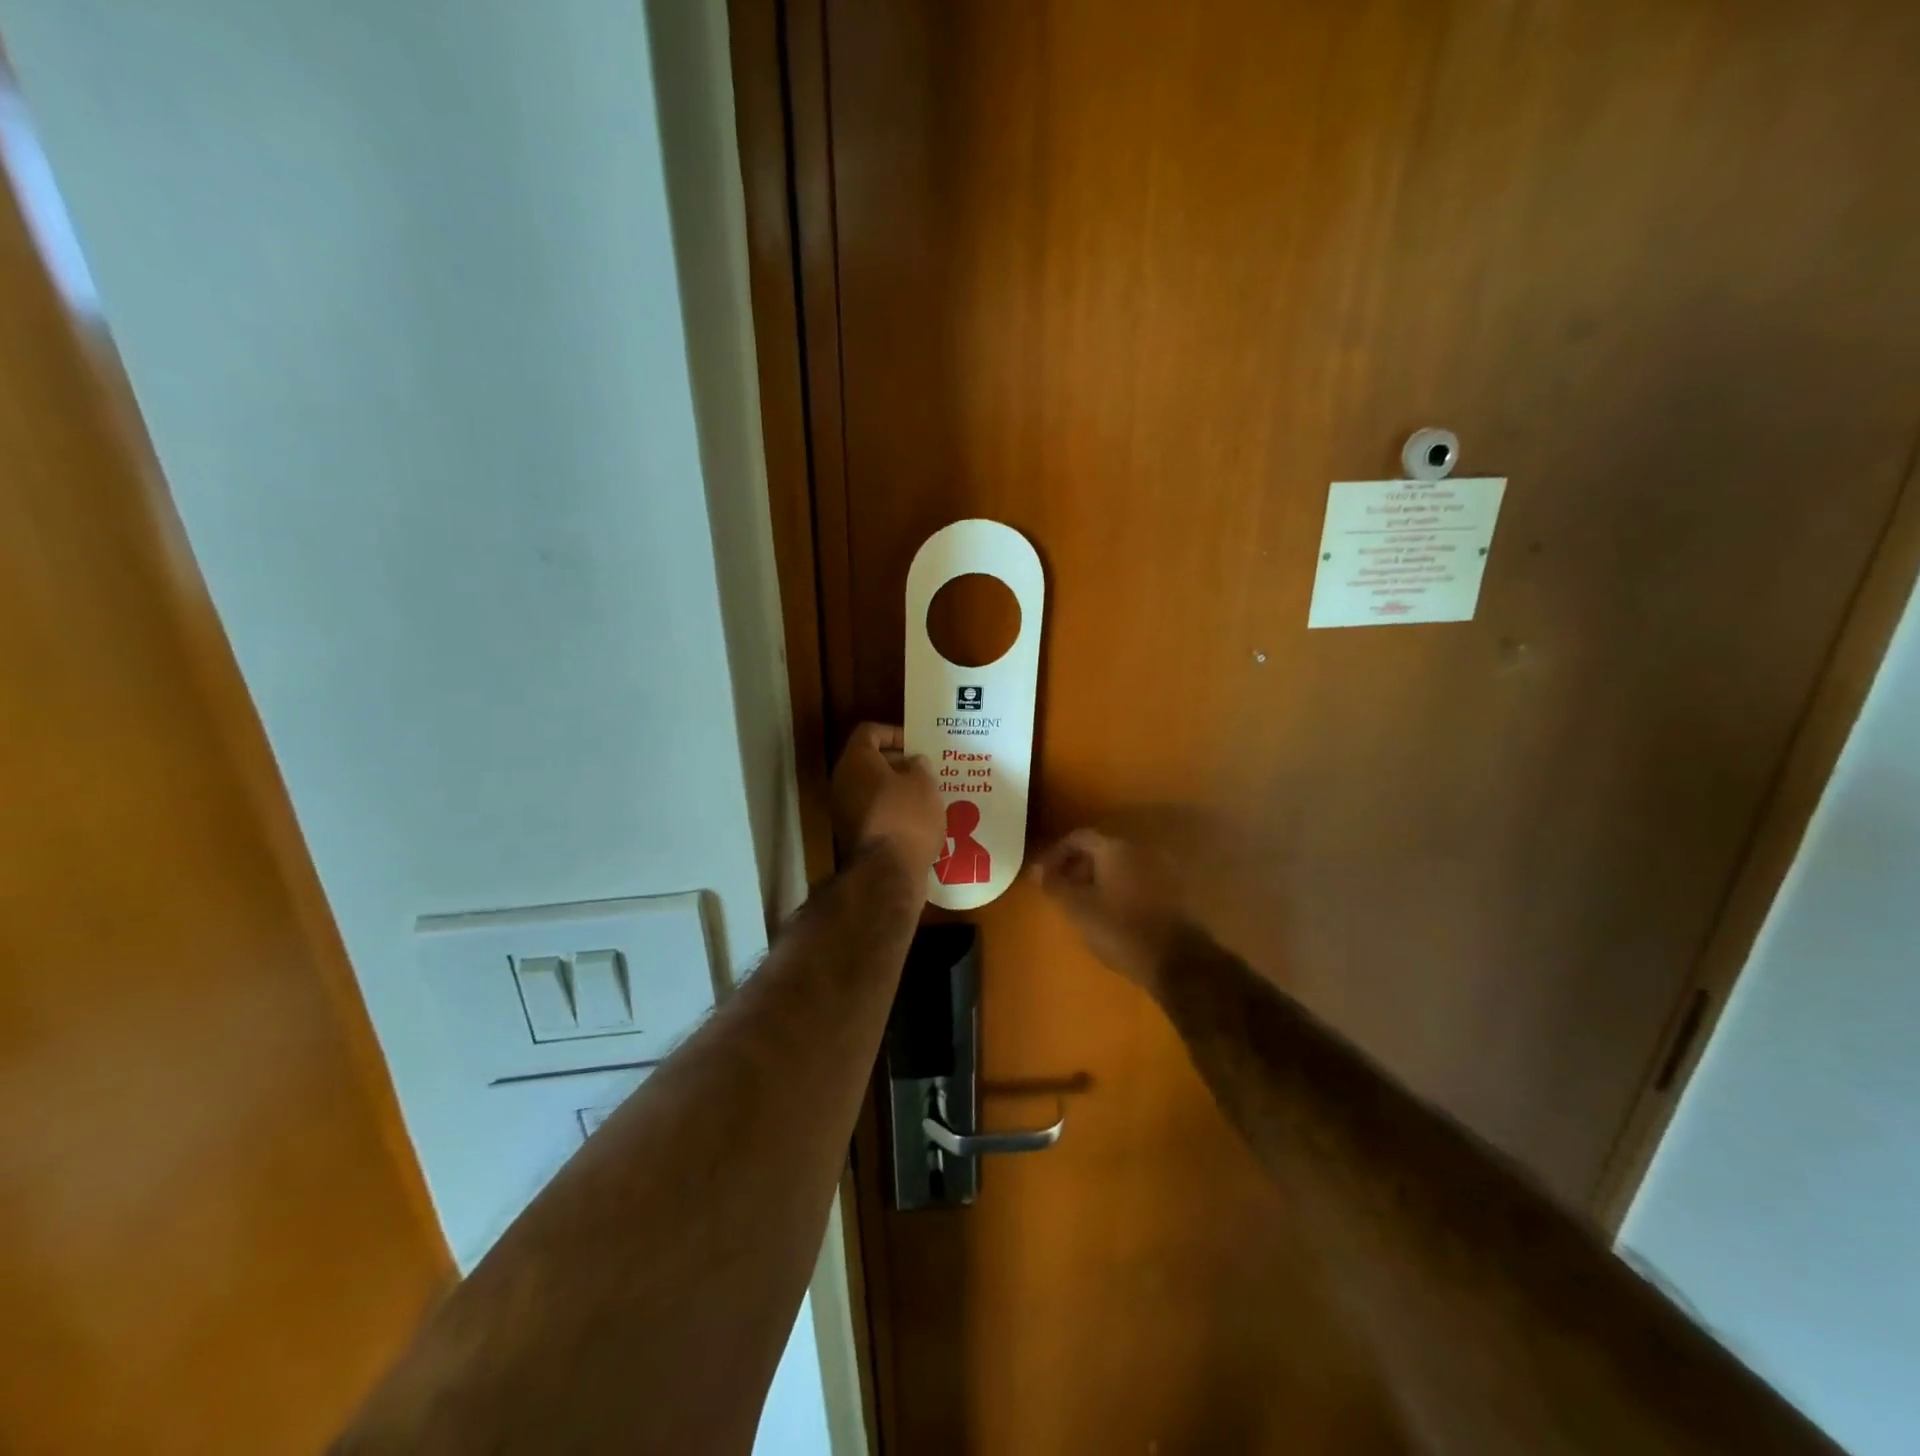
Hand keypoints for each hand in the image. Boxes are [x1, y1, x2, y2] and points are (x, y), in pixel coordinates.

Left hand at [831, 723, 942, 874]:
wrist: (887, 872)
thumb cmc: (907, 817)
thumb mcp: (924, 784)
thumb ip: (919, 765)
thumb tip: (913, 762)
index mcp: (856, 760)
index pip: (869, 732)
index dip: (894, 733)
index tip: (916, 745)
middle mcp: (842, 781)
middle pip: (868, 761)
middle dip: (897, 763)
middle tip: (924, 769)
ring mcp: (842, 810)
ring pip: (870, 789)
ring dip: (895, 788)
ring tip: (925, 794)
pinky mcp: (851, 835)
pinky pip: (872, 811)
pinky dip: (891, 810)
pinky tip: (916, 819)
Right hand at [1032, 829, 1184, 993]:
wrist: (1177, 961)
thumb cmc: (1121, 929)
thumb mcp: (1078, 909)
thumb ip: (1055, 884)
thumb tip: (1036, 869)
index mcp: (1116, 848)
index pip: (1079, 837)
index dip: (1056, 853)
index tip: (1044, 875)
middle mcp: (1141, 849)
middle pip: (1101, 850)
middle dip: (1077, 866)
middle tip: (1061, 890)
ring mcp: (1161, 869)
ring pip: (1120, 865)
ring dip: (1098, 878)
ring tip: (1084, 904)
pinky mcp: (1173, 890)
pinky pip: (1138, 879)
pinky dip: (1119, 888)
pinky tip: (1112, 912)